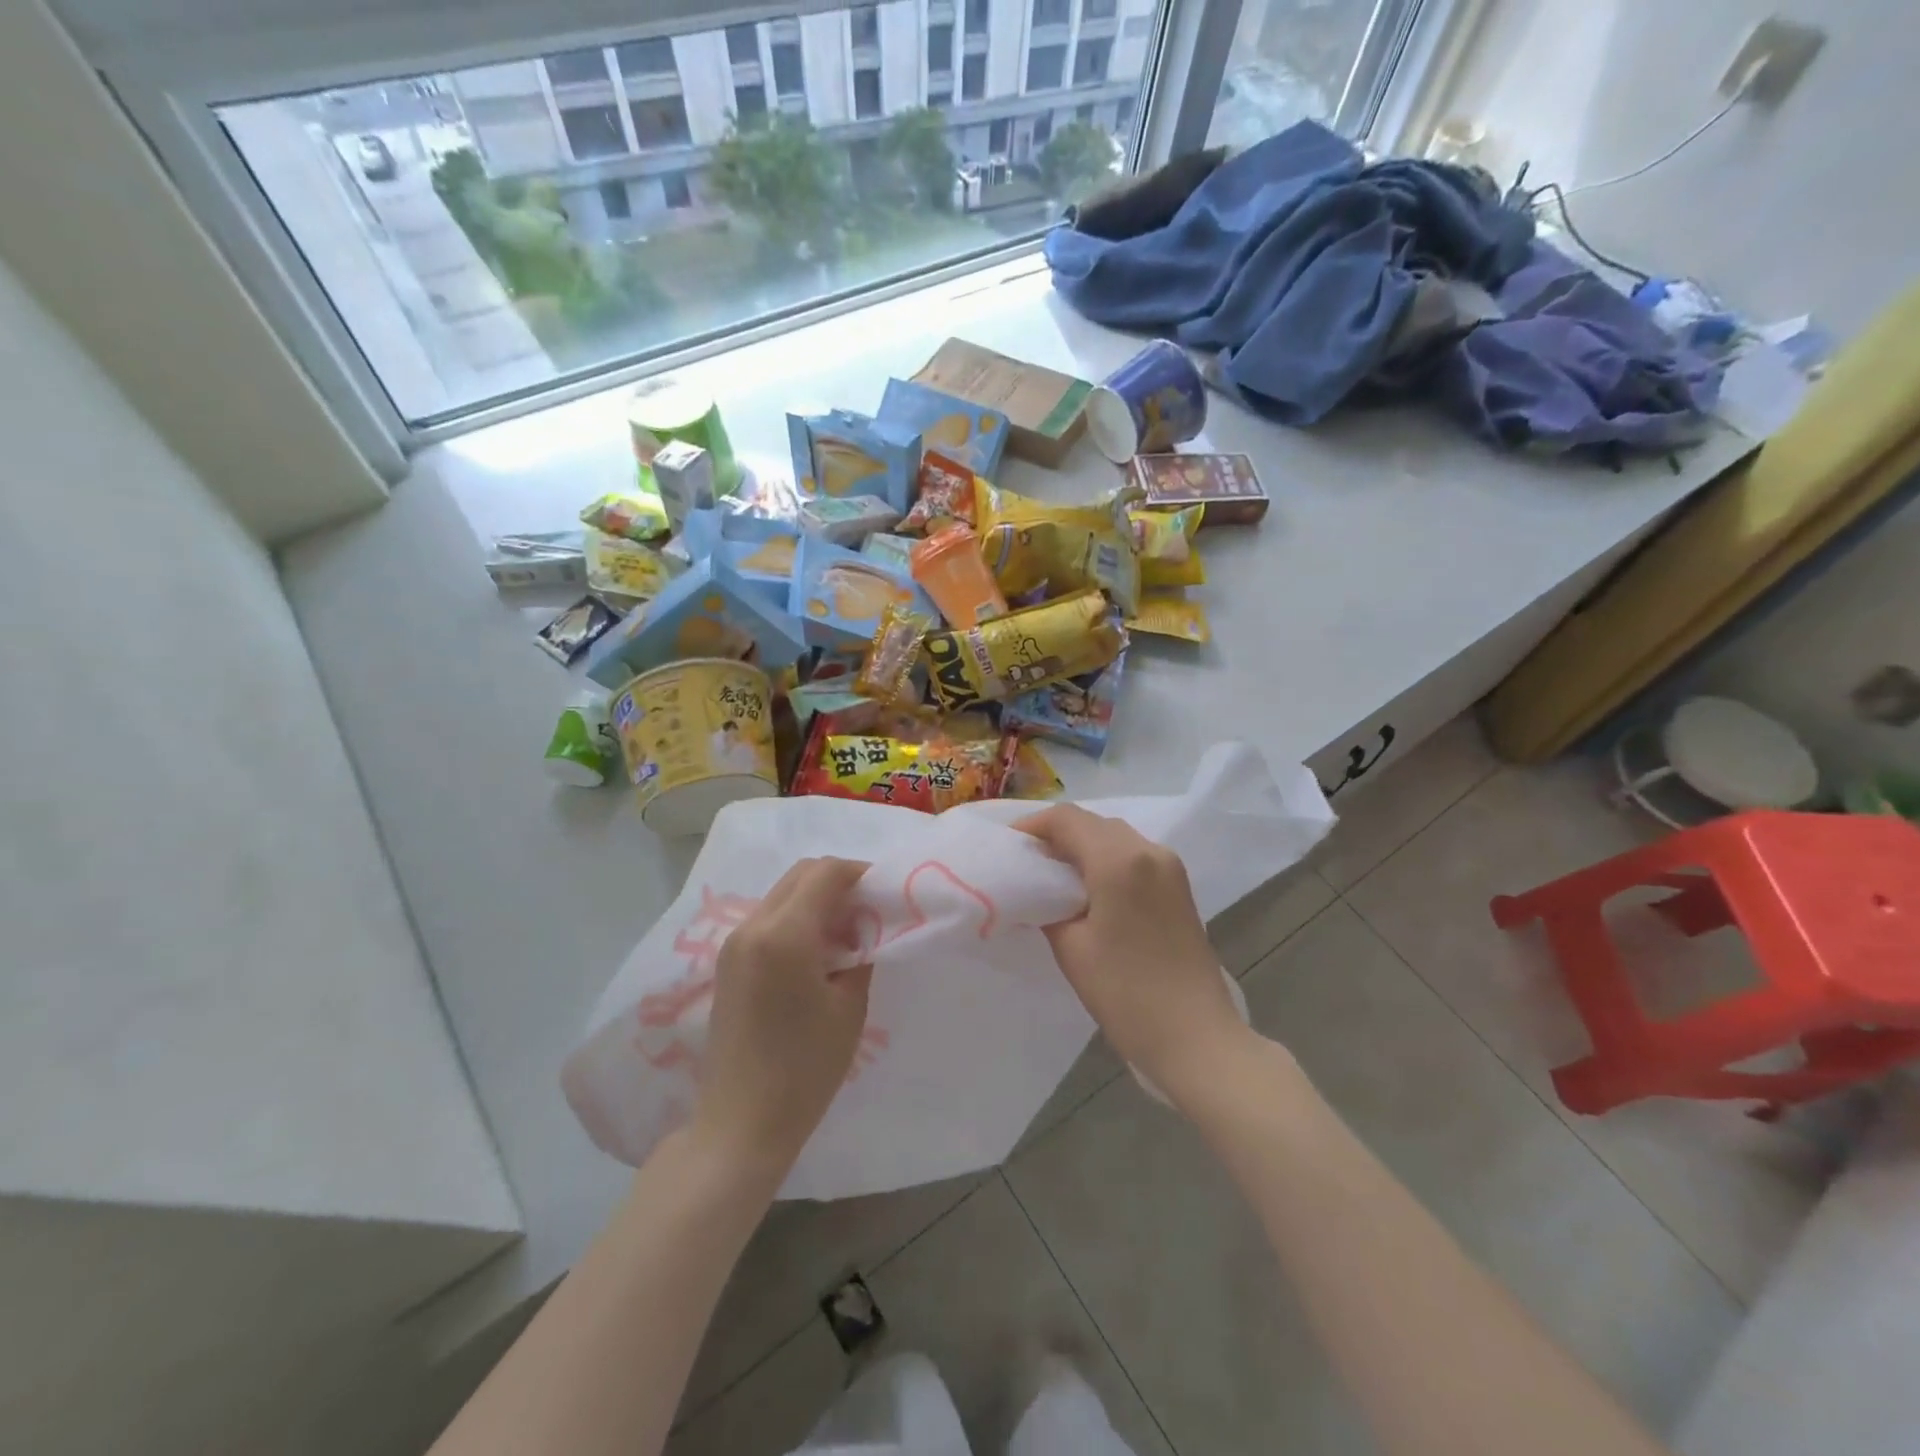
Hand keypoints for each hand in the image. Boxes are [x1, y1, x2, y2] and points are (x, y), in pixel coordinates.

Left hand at [694, 858, 874, 1173]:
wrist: (740, 1122)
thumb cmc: (805, 1068)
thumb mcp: (849, 1006)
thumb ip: (861, 952)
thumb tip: (866, 925)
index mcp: (784, 934)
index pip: (825, 873)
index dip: (860, 873)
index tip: (885, 892)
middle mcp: (753, 926)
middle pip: (801, 874)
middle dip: (838, 881)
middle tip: (869, 910)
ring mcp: (734, 943)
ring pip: (783, 894)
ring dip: (817, 899)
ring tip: (846, 933)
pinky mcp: (727, 962)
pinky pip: (769, 918)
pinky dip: (797, 918)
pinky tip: (818, 952)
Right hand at [1018, 806, 1249, 1108]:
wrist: (1196, 1037)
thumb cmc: (1126, 994)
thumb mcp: (1071, 948)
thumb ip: (1047, 905)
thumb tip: (1036, 889)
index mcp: (1119, 860)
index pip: (1066, 819)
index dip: (1032, 825)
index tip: (1008, 846)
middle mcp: (1148, 850)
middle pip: (1092, 822)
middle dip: (1055, 834)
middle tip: (1026, 862)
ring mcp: (1169, 866)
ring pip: (1114, 835)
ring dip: (1082, 844)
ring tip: (1052, 874)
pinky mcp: (1178, 884)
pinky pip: (1133, 853)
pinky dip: (1105, 858)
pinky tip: (1088, 887)